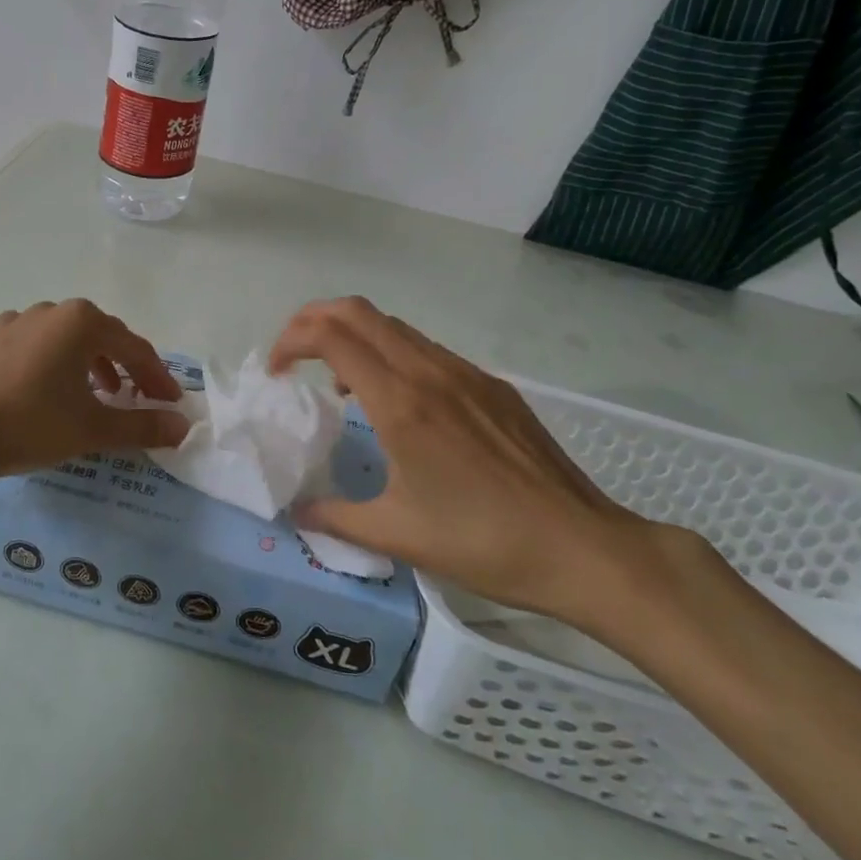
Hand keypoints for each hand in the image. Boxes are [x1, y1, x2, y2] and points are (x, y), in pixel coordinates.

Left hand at [0, 299, 189, 482]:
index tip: (170, 403)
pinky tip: (44, 390)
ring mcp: (14, 321)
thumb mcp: (93, 429)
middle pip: (100, 337)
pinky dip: (50, 364)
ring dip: (87, 364)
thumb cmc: (30, 424)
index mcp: (82, 322)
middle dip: (124, 367)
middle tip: (136, 398)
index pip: (134, 348)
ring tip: (94, 396)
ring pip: (64, 339)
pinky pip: (32, 346)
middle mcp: (51, 310)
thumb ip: (142, 426)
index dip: (156, 377)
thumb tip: (183, 426)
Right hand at [270, 298, 651, 624]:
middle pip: (358, 312)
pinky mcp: (491, 385)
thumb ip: (336, 518)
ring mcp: (465, 373)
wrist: (584, 548)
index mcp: (400, 403)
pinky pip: (427, 350)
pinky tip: (399, 403)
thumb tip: (297, 514)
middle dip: (313, 320)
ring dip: (354, 337)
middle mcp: (429, 372)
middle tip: (294, 357)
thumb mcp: (399, 536)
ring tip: (341, 384)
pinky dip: (392, 355)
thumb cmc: (484, 543)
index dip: (290, 341)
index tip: (276, 373)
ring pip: (394, 327)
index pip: (330, 337)